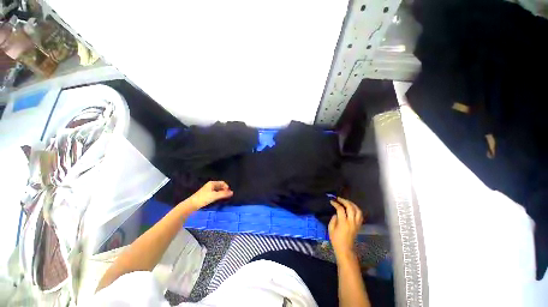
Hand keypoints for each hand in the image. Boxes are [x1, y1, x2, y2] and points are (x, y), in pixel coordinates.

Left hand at [186, 181, 232, 209]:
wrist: (192, 204)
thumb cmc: (204, 198)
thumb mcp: (215, 196)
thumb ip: (224, 194)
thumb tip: (232, 192)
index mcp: (212, 183)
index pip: (223, 183)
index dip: (226, 187)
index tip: (228, 193)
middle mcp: (210, 185)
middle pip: (220, 186)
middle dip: (224, 190)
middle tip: (227, 196)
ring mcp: (208, 189)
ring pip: (218, 190)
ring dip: (221, 193)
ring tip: (223, 198)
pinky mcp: (206, 194)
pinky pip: (215, 193)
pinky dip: (218, 195)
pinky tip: (217, 199)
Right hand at [328, 197, 363, 259]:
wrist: (345, 249)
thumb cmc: (336, 239)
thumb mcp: (330, 229)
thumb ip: (333, 219)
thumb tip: (336, 214)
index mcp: (343, 223)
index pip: (340, 209)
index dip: (336, 204)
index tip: (331, 201)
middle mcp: (351, 222)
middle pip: (350, 207)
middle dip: (344, 201)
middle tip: (339, 198)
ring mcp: (356, 223)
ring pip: (357, 210)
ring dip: (352, 204)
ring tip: (346, 201)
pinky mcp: (359, 225)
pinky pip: (360, 215)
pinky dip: (356, 209)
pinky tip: (352, 208)